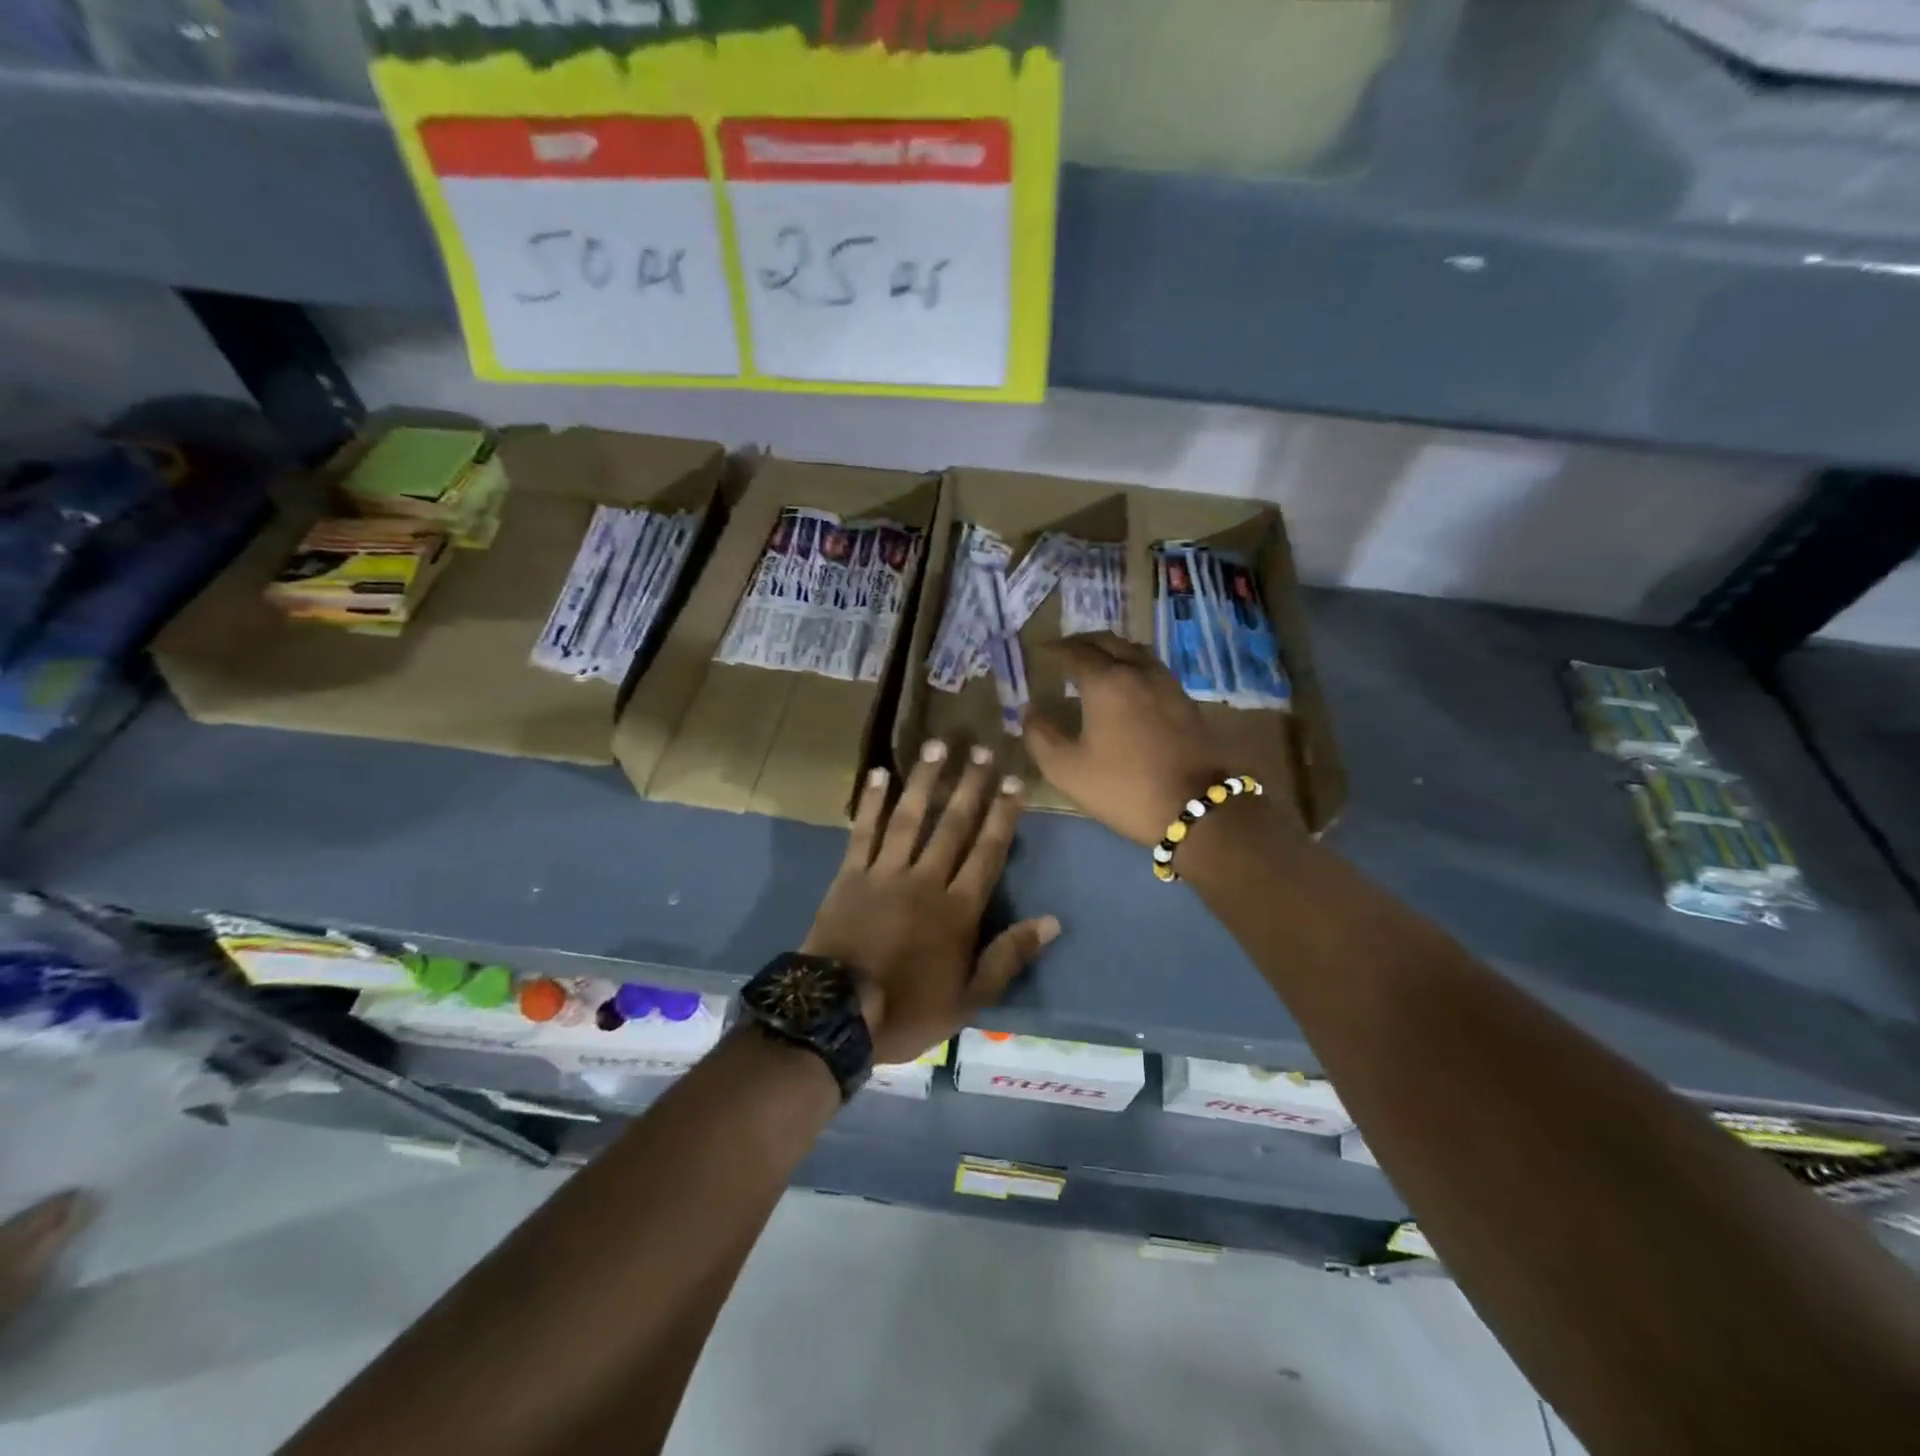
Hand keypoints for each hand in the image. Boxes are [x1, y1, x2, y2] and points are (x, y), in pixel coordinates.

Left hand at [802, 740, 1060, 1065]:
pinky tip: (880, 773)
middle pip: (953, 825)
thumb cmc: (907, 1009)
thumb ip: (1009, 956)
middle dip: (970, 786)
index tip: (1014, 782)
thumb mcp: (969, 999)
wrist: (837, 1015)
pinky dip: (872, 802)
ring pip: (911, 818)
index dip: (1003, 816)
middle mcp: (926, 880)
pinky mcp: (850, 875)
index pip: (988, 852)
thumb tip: (1052, 921)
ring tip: (939, 746)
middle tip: (982, 750)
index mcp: (958, 909)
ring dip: (926, 780)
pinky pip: (863, 832)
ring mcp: (885, 873)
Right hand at [1024, 633, 1301, 846]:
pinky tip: (1124, 684)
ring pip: (1134, 651)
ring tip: (1094, 663)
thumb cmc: (1122, 787)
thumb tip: (1029, 711)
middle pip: (1108, 642)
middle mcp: (1138, 671)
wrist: (1193, 808)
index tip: (1039, 652)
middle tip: (1063, 652)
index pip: (1075, 652)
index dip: (1054, 650)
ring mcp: (1166, 683)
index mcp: (1106, 682)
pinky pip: (1151, 667)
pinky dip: (1130, 665)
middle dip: (1082, 642)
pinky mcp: (1184, 699)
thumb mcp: (1066, 769)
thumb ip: (1040, 736)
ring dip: (1110, 650)